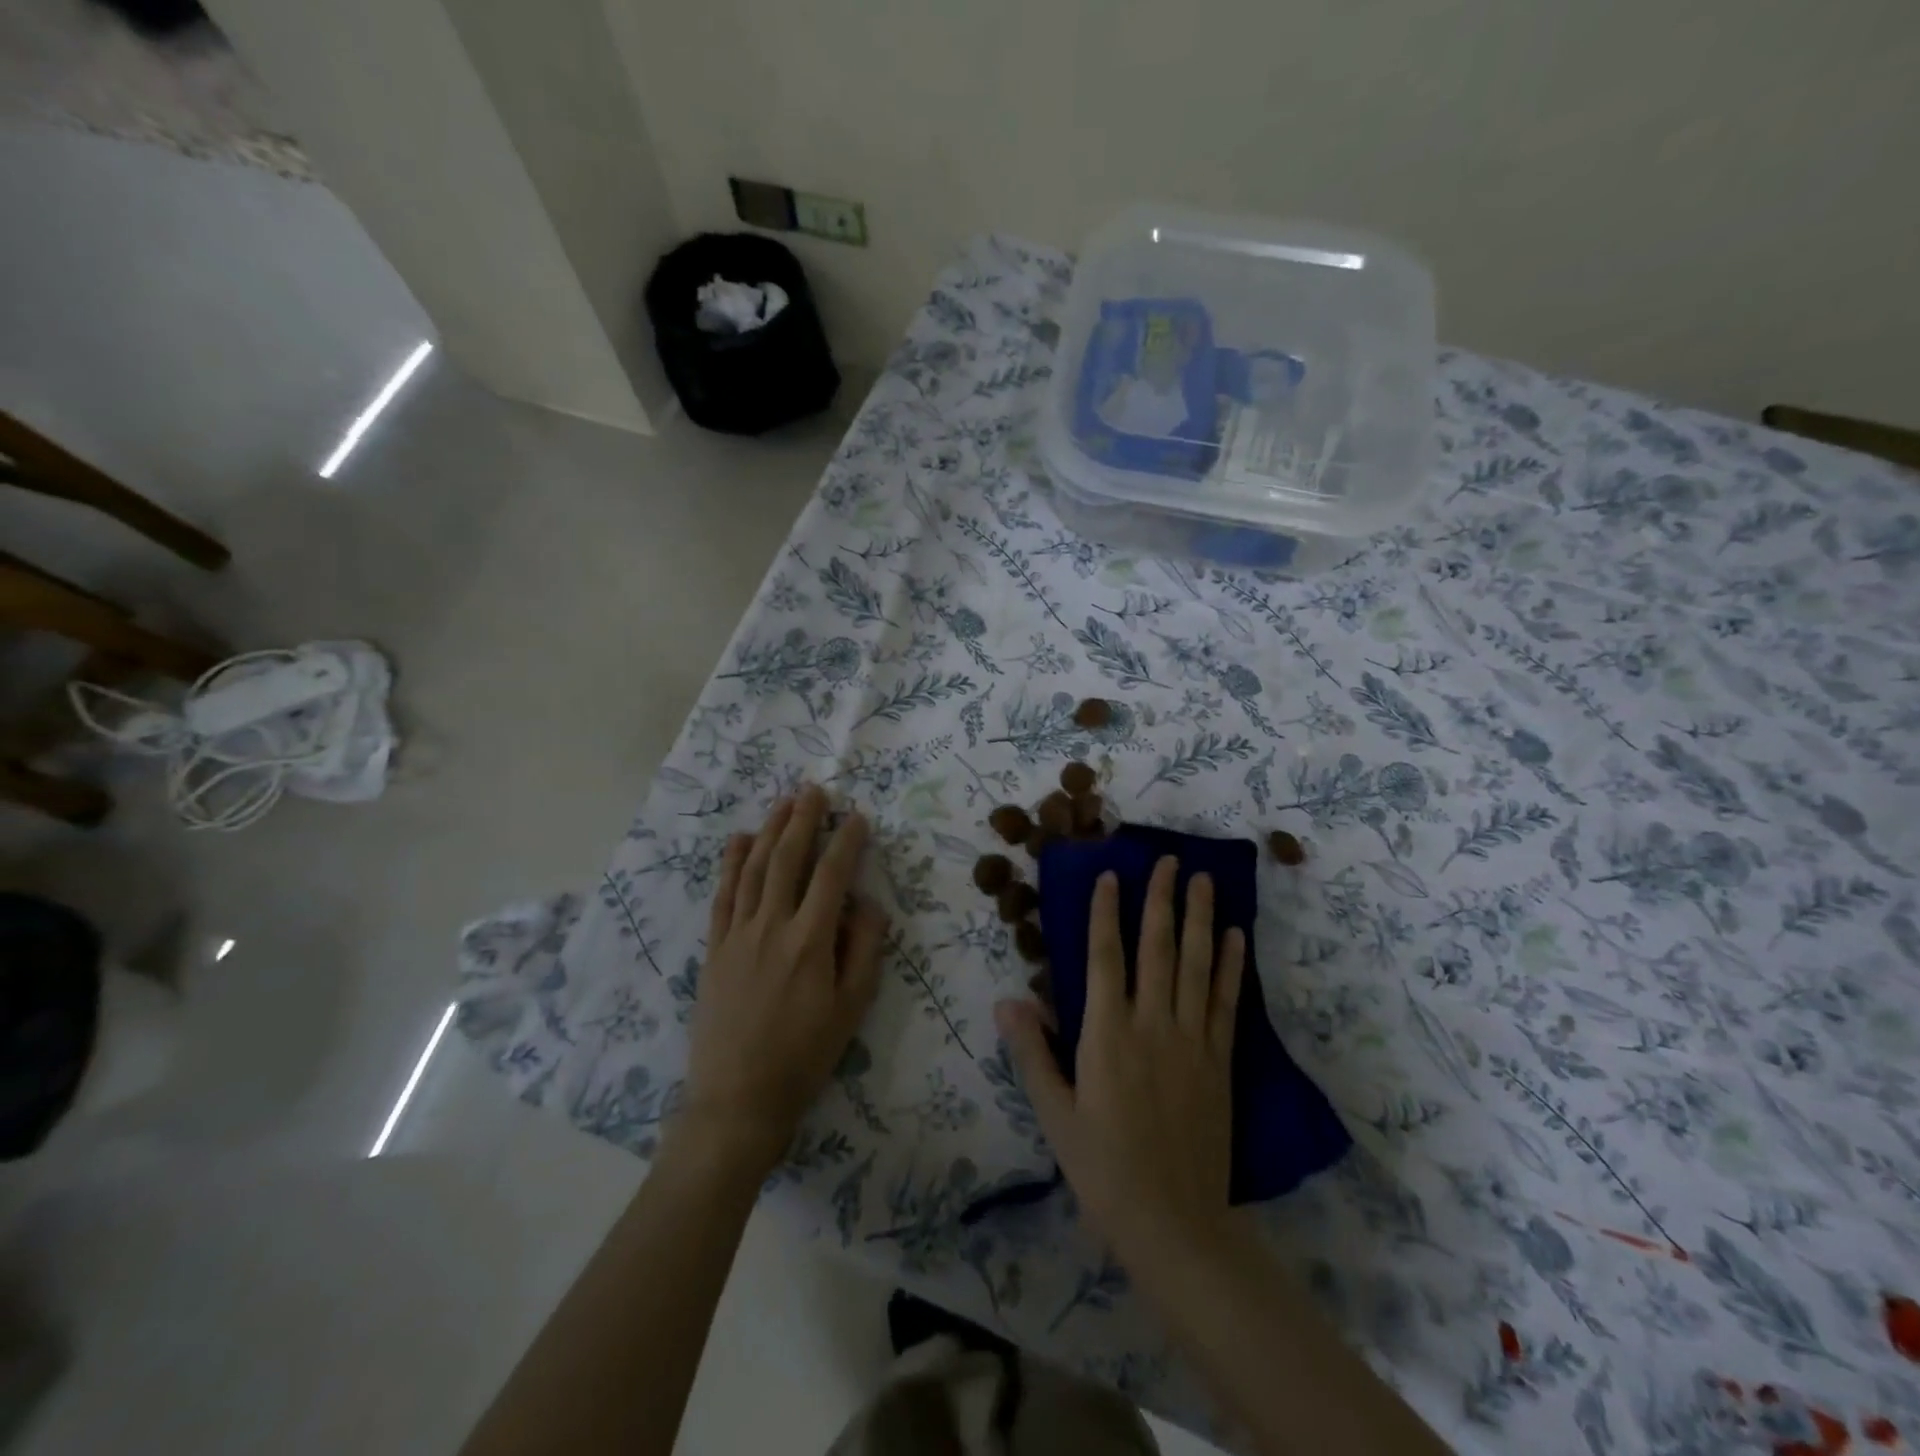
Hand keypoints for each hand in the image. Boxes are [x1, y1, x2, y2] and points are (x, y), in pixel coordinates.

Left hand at [676, 785, 888, 1175]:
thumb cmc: (805, 1055)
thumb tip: (867, 901)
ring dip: (769, 830)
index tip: (857, 817)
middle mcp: (771, 926)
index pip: (832, 875)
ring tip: (782, 802)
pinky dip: (731, 862)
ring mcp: (737, 934)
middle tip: (813, 789)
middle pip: (787, 859)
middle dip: (802, 820)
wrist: (739, 1098)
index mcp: (810, 941)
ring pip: (753, 868)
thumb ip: (864, 948)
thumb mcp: (852, 1007)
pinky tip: (739, 840)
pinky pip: (723, 894)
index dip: (846, 841)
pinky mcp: (715, 948)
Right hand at [995, 857, 1243, 1256]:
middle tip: (1169, 859)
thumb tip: (1009, 1000)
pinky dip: (1230, 965)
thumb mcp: (1055, 1114)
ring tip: (1203, 879)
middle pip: (1157, 948)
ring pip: (1195, 965)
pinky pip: (1226, 1002)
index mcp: (1106, 1034)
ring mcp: (1191, 1040)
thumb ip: (1032, 1053)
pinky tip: (1234, 936)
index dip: (1108, 913)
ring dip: (1199, 918)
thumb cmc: (1102, 1167)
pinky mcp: (1219, 1060)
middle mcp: (1151, 1024)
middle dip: (1161, 899)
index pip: (1105, 957)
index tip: (1113, 875)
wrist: (1173, 1223)